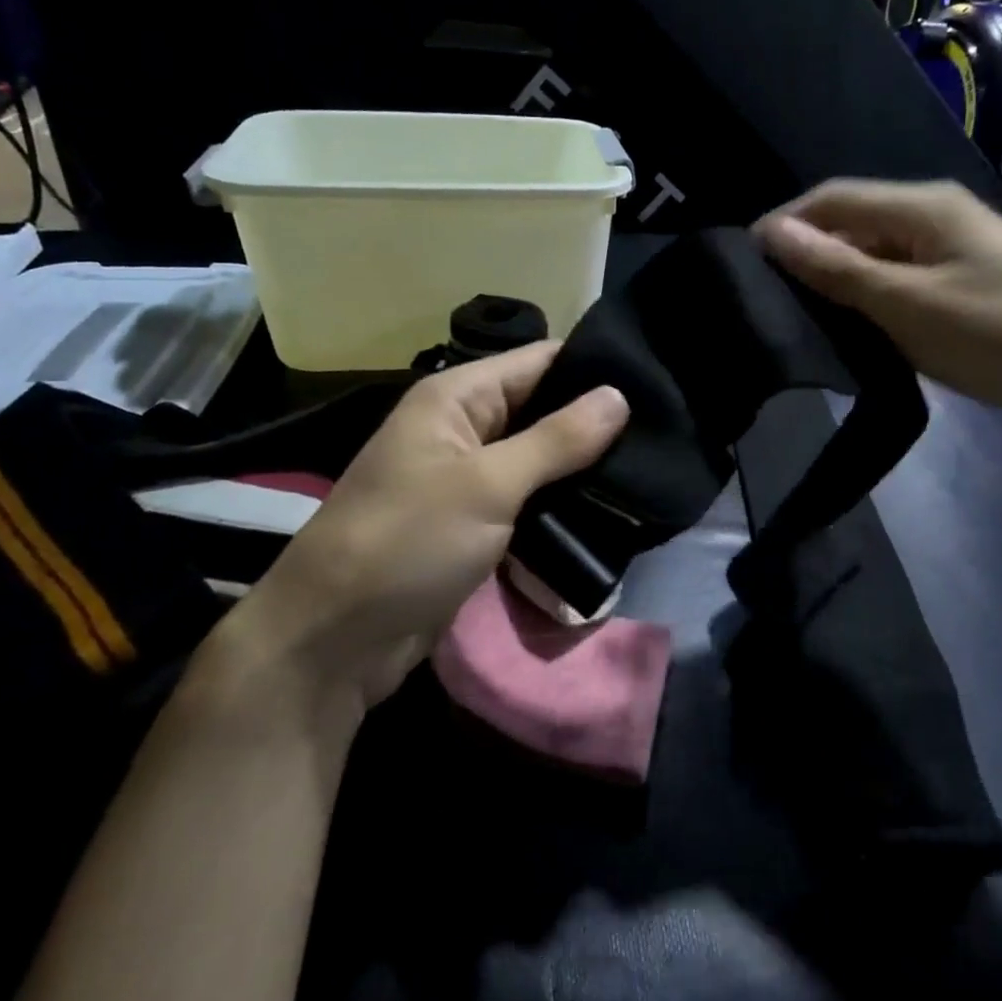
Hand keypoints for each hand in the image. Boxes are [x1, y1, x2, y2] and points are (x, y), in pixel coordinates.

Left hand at [220, 344, 629, 718]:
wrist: (337, 639)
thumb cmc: (407, 542)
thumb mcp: (487, 485)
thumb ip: (556, 439)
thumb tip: (619, 395)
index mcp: (457, 397)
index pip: (540, 361)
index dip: (594, 368)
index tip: (657, 384)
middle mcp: (463, 428)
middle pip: (543, 409)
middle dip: (596, 423)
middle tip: (664, 436)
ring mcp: (469, 478)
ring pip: (540, 458)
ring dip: (584, 468)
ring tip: (649, 471)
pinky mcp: (475, 522)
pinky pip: (528, 499)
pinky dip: (562, 503)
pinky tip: (612, 508)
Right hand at [754, 179, 1001, 445]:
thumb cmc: (1000, 336)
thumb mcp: (908, 305)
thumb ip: (838, 269)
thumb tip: (771, 232)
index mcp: (923, 206)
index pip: (834, 198)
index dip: (786, 223)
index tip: (743, 263)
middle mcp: (936, 216)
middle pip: (854, 221)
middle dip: (809, 251)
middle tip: (767, 296)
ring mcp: (953, 250)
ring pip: (876, 253)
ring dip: (838, 277)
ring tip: (798, 313)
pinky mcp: (964, 284)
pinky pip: (900, 279)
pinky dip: (869, 297)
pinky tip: (851, 325)